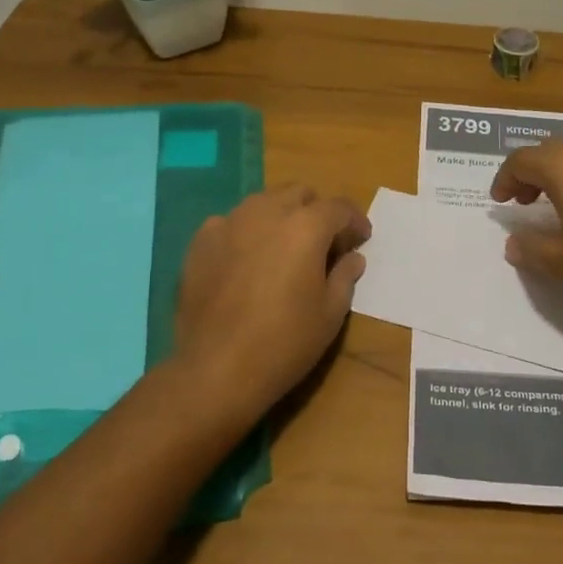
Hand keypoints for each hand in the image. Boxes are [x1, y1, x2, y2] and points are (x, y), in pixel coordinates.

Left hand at [169, 185, 370, 420]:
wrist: (216, 369)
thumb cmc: (285, 343)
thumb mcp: (330, 314)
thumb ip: (345, 276)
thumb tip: (352, 257)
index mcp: (305, 227)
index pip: (339, 208)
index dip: (355, 221)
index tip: (361, 238)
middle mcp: (267, 212)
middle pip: (299, 194)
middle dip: (316, 211)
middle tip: (323, 242)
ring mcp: (229, 223)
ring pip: (263, 202)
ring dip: (281, 216)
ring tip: (284, 248)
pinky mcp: (201, 242)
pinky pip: (231, 223)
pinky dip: (246, 232)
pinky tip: (247, 261)